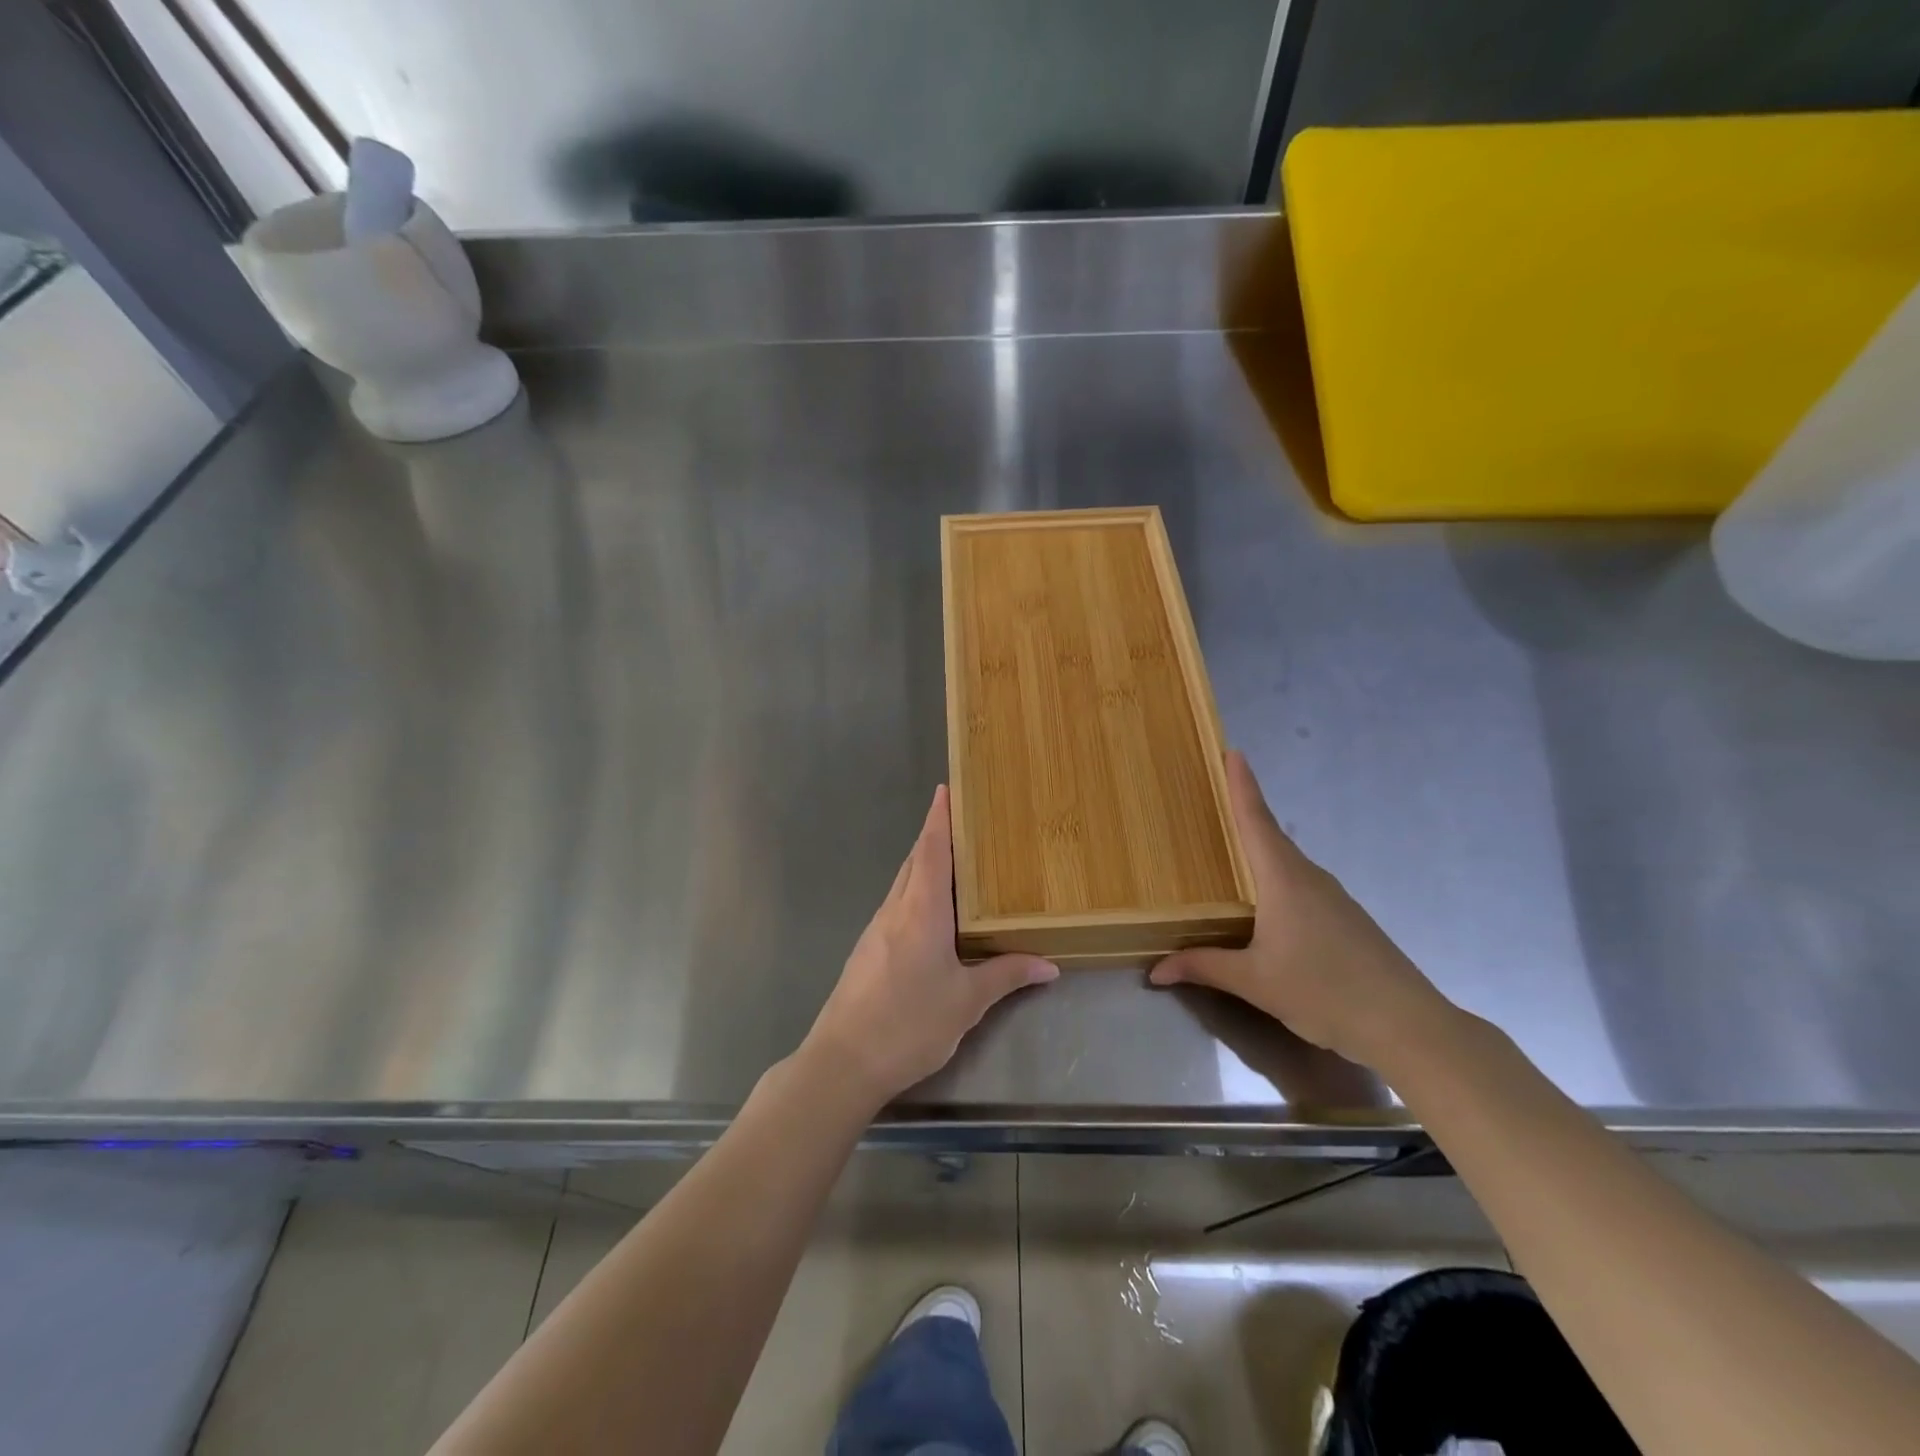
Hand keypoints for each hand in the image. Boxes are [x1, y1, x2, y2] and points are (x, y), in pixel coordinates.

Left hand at [805, 786, 1058, 1104]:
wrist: (842, 1062)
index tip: (945, 789)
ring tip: (955, 864)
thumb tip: (1049, 964)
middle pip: (914, 861)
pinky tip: (932, 914)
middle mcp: (895, 910)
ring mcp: (875, 930)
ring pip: (903, 884)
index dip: (939, 819)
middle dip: (935, 837)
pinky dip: (916, 894)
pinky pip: (896, 907)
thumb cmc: (909, 1024)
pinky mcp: (867, 951)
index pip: (930, 851)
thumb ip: (1006, 975)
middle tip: (964, 823)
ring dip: (924, 866)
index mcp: (921, 911)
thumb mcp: (966, 1001)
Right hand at [1151, 751, 1449, 1068]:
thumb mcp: (1255, 982)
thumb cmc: (1324, 991)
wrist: (1408, 1025)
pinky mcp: (1346, 920)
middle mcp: (1309, 878)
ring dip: (1259, 851)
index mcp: (1284, 879)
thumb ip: (1204, 967)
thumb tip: (1155, 969)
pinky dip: (1275, 881)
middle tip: (1212, 799)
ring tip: (1228, 852)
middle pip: (1270, 837)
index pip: (1257, 821)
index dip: (1242, 786)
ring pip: (1286, 864)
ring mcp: (1332, 898)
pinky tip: (1263, 906)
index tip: (1233, 752)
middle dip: (1244, 814)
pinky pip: (1300, 886)